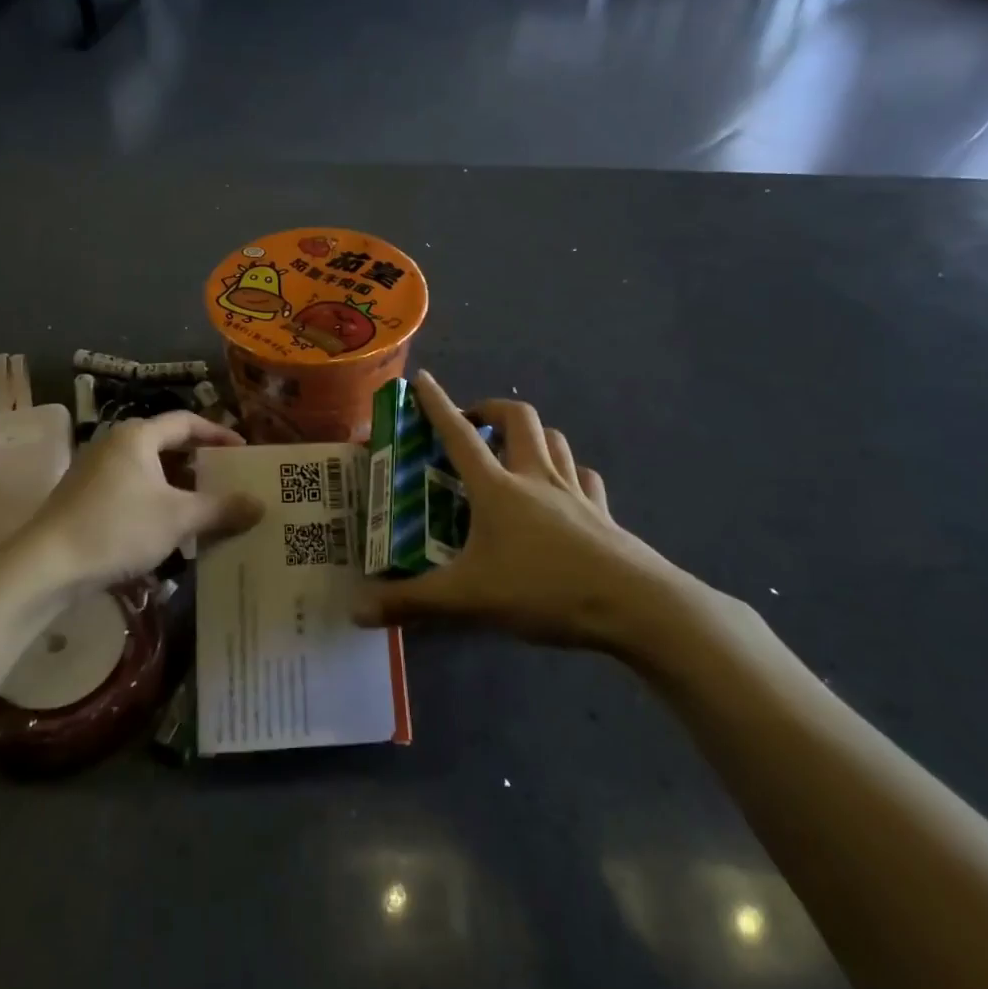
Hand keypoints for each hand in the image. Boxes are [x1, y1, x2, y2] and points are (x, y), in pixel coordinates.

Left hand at [18, 412, 263, 591]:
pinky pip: (131, 489)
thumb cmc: (117, 529)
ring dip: (178, 486)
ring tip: (205, 506)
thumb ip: (221, 509)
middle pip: (167, 444)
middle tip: (228, 479)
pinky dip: (155, 500)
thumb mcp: (178, 518)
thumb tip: (261, 504)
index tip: (243, 451)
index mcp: (137, 436)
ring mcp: (95, 471)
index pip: (186, 422)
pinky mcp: (84, 497)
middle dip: (199, 462)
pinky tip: (168, 529)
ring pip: (148, 470)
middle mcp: (114, 444)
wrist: (45, 566)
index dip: (218, 434)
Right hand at [352, 372, 708, 665]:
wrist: (633, 605)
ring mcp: (575, 492)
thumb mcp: (467, 599)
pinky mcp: (603, 513)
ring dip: (532, 434)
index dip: (437, 404)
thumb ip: (410, 604)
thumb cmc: (542, 589)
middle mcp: (535, 476)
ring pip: (555, 439)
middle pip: (518, 418)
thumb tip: (354, 609)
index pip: (458, 435)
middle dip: (491, 409)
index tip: (422, 379)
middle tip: (473, 423)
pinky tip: (565, 489)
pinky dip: (570, 472)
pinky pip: (585, 477)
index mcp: (497, 488)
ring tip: (514, 451)